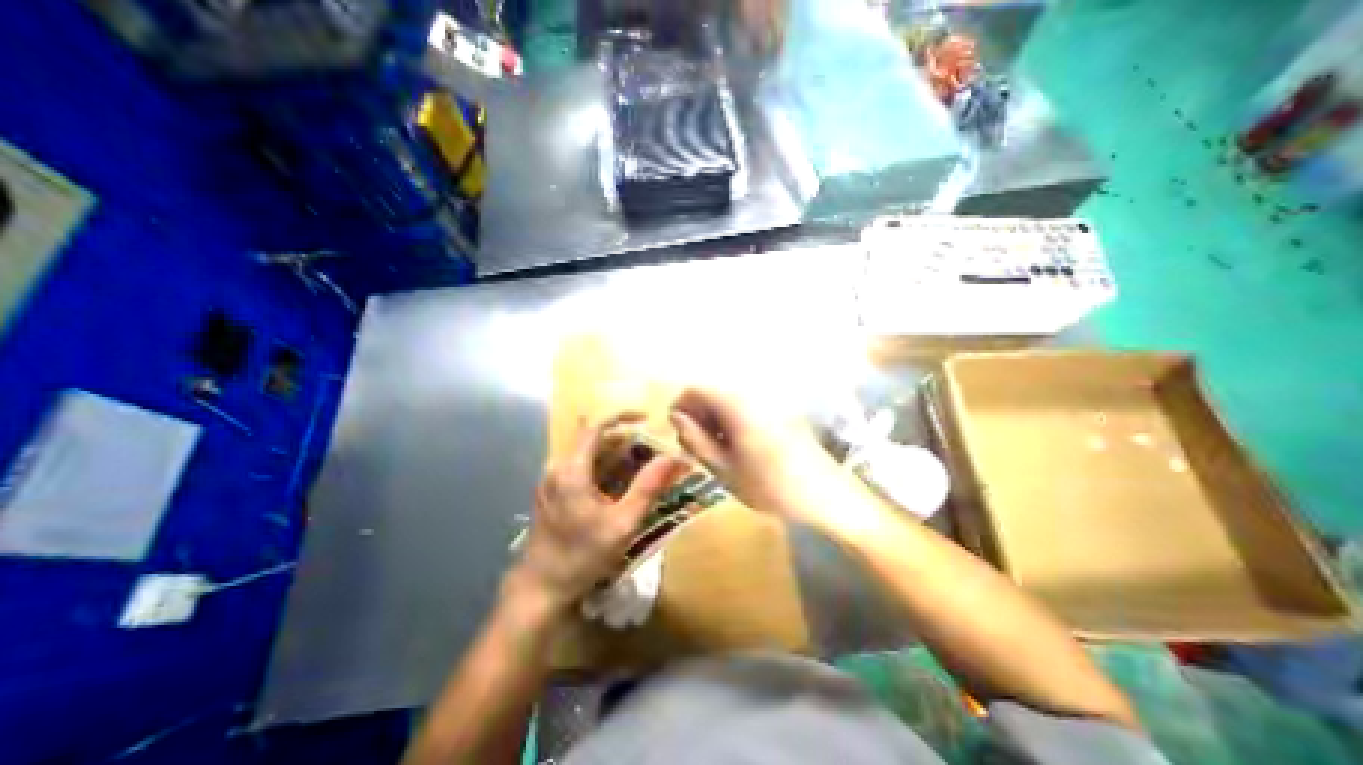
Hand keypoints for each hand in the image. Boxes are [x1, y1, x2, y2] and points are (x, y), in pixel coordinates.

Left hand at [512, 411, 687, 609]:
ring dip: (614, 455)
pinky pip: (580, 468)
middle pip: (593, 440)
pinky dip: (602, 468)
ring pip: (587, 454)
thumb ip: (647, 487)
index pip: (595, 427)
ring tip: (640, 466)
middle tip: (650, 450)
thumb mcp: (622, 524)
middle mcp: (557, 468)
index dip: (621, 417)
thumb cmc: (582, 555)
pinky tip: (618, 485)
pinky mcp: (552, 492)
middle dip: (623, 440)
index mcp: (572, 470)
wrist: (541, 587)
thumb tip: (672, 457)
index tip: (645, 418)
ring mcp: (551, 480)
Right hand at [670, 387, 843, 522]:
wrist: (827, 497)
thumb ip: (697, 440)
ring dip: (714, 421)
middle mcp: (752, 395)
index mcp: (737, 405)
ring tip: (713, 452)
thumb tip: (675, 417)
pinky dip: (732, 423)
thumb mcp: (725, 469)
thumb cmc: (771, 487)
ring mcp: (769, 402)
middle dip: (697, 415)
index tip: (675, 431)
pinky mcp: (780, 413)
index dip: (680, 406)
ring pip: (728, 402)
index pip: (697, 389)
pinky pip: (745, 409)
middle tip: (693, 448)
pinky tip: (735, 449)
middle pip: (713, 392)